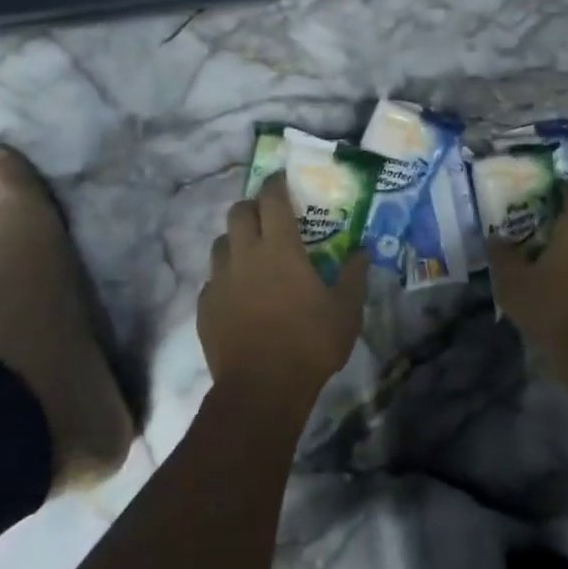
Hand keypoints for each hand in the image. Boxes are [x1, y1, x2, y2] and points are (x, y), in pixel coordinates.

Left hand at [200, 173, 370, 407]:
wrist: (260, 389)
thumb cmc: (309, 344)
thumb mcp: (346, 311)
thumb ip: (354, 277)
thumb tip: (362, 252)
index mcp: (280, 248)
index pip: (272, 199)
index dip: (275, 184)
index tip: (280, 179)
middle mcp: (245, 254)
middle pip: (238, 212)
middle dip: (251, 207)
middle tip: (266, 217)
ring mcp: (220, 280)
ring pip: (220, 243)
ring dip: (235, 240)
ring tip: (250, 255)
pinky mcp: (205, 306)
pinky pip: (212, 280)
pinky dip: (224, 278)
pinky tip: (237, 295)